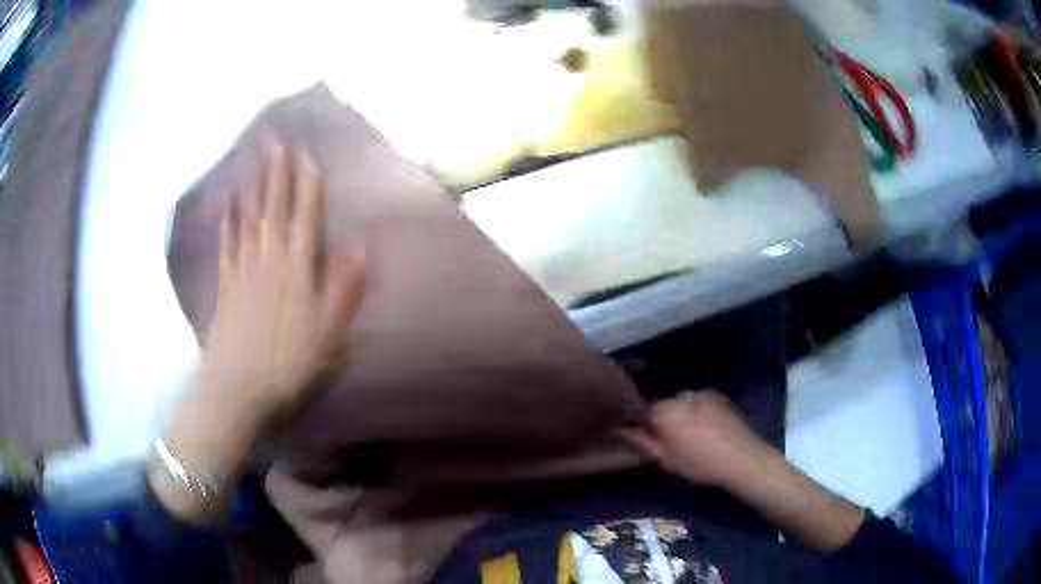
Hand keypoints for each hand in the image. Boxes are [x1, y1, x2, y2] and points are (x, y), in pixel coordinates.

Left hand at [199, 142, 365, 424]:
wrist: (240, 387)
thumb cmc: (291, 362)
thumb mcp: (331, 331)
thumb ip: (345, 287)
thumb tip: (362, 248)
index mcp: (298, 267)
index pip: (306, 216)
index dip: (307, 184)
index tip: (307, 154)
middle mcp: (270, 257)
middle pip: (275, 207)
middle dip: (278, 173)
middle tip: (278, 142)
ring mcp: (244, 268)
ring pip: (250, 217)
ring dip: (254, 186)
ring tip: (255, 160)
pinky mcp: (226, 283)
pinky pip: (227, 241)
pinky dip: (228, 218)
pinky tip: (228, 202)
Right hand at [621, 390, 767, 487]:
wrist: (741, 458)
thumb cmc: (700, 464)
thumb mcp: (666, 460)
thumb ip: (643, 442)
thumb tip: (624, 430)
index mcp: (666, 411)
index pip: (645, 411)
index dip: (645, 426)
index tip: (651, 440)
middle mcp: (682, 396)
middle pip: (665, 405)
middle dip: (665, 419)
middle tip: (672, 441)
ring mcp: (702, 394)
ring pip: (683, 403)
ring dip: (683, 414)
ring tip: (692, 435)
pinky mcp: (719, 396)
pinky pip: (699, 402)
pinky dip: (698, 411)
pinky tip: (707, 429)